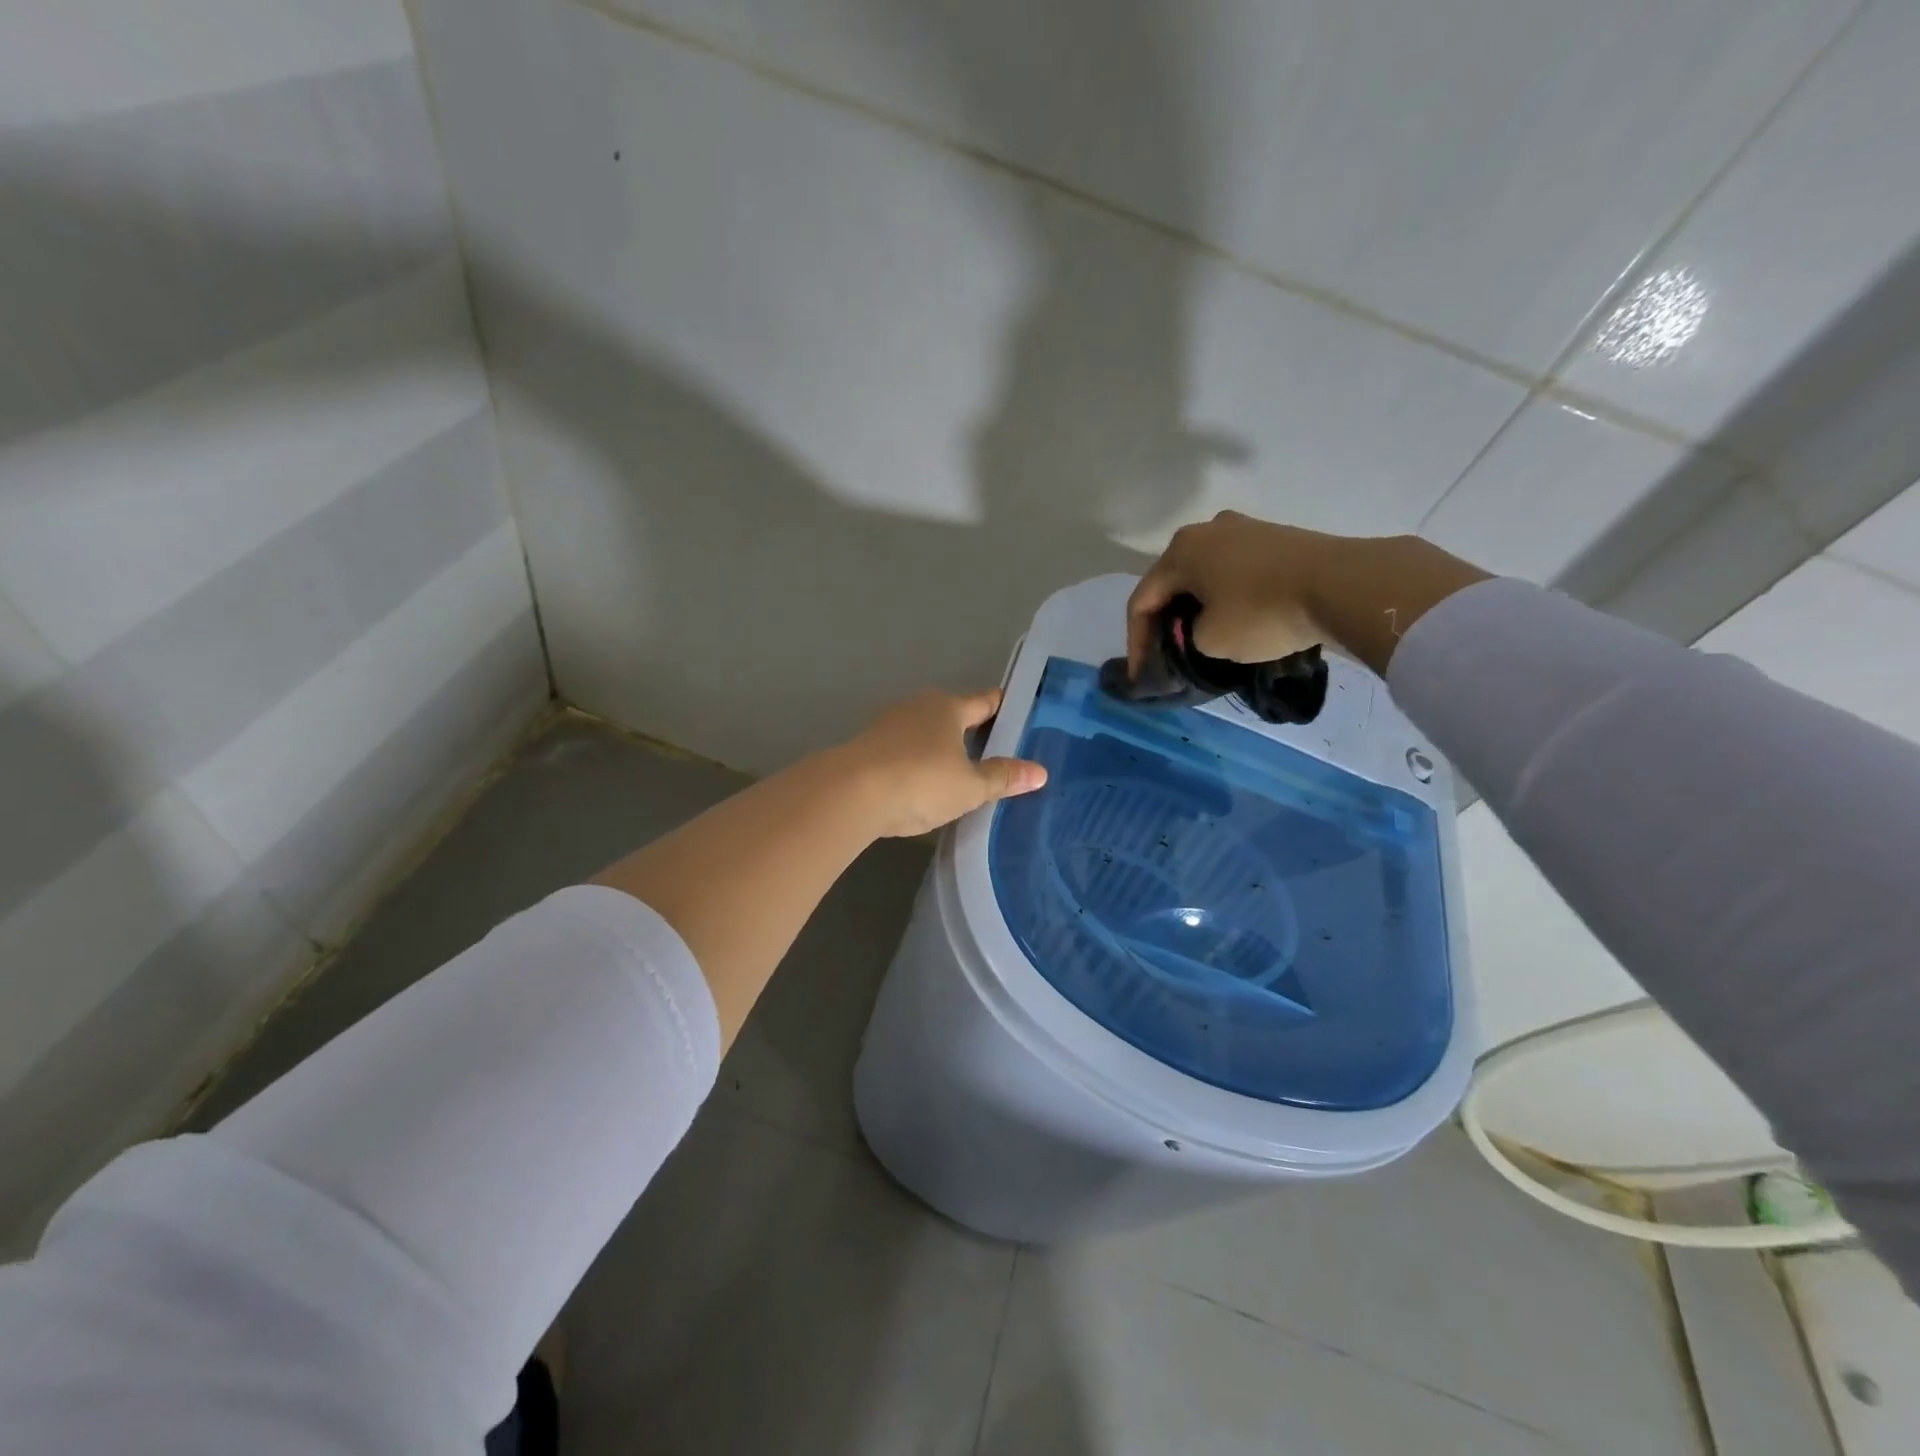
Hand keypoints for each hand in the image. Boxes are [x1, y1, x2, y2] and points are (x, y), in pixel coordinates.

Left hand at [837, 688, 1047, 837]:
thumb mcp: (969, 787)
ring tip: (960, 773)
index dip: (1004, 707)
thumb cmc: (920, 782)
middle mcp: (918, 706)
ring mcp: (888, 725)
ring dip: (941, 748)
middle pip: (954, 714)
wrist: (849, 794)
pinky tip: (921, 784)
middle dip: (972, 731)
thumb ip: (1003, 778)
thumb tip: (1040, 772)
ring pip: (925, 732)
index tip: (1021, 715)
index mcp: (948, 707)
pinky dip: (916, 762)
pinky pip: (903, 750)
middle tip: (995, 753)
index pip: (985, 701)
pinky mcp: (867, 747)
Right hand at [1128, 511, 1331, 673]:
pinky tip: (1233, 621)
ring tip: (1199, 641)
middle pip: (1171, 584)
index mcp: (1180, 551)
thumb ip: (1186, 638)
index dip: (1136, 643)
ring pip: (1204, 577)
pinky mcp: (1275, 539)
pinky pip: (1234, 572)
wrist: (1344, 585)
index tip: (1143, 677)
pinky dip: (1225, 599)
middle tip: (1166, 657)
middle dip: (1165, 623)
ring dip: (1195, 609)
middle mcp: (1206, 530)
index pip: (1142, 602)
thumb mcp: (1209, 641)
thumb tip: (1197, 631)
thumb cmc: (1262, 613)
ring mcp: (1244, 529)